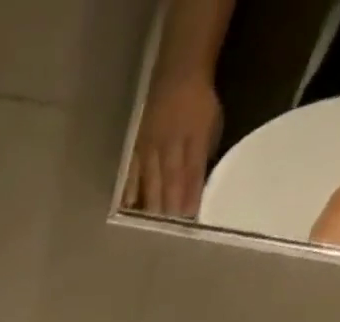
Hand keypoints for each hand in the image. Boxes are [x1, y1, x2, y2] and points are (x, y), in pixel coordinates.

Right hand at [126, 76, 222, 216]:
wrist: (178, 72)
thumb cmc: (198, 101)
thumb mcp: (211, 124)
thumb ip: (203, 155)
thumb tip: (197, 185)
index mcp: (194, 138)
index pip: (192, 173)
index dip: (191, 196)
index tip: (189, 218)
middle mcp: (171, 145)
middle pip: (169, 182)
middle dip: (169, 206)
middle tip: (166, 232)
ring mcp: (151, 147)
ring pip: (150, 180)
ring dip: (150, 204)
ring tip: (148, 226)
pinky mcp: (136, 148)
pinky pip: (133, 172)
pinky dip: (130, 190)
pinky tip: (128, 206)